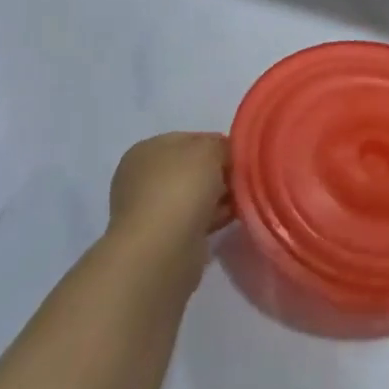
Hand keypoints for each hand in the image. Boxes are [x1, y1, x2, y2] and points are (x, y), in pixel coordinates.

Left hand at [106, 133, 230, 279]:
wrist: (161, 249)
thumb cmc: (181, 188)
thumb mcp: (209, 150)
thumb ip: (221, 145)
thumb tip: (227, 154)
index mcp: (147, 150)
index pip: (191, 139)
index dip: (219, 144)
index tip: (243, 156)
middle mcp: (143, 178)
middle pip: (193, 168)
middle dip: (220, 172)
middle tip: (245, 178)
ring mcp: (151, 210)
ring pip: (196, 196)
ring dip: (220, 196)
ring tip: (244, 199)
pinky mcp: (163, 238)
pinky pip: (196, 220)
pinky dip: (215, 217)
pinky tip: (234, 217)